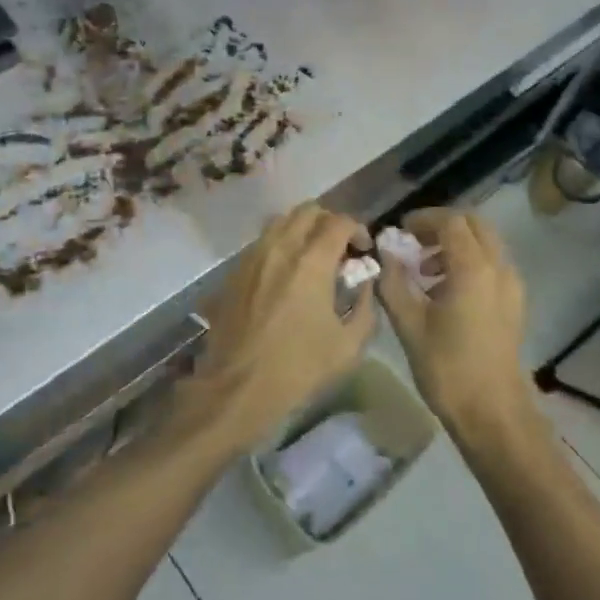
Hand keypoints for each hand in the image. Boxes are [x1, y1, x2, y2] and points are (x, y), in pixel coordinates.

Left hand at [173, 204, 375, 456]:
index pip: (339, 222)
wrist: (237, 388)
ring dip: (302, 230)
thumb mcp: (349, 345)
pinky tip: (285, 275)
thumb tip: (365, 283)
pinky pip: (261, 242)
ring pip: (281, 222)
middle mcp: (280, 248)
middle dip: (329, 222)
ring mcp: (252, 256)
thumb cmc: (298, 368)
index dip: (357, 229)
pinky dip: (280, 246)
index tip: (363, 251)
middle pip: (308, 211)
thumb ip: (365, 306)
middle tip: (340, 249)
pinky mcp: (234, 271)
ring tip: (313, 258)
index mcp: (311, 261)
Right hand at [376, 208, 528, 437]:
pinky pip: (492, 264)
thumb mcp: (409, 324)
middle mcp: (498, 268)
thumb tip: (383, 252)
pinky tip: (445, 292)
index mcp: (473, 268)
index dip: (423, 220)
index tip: (399, 232)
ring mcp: (512, 285)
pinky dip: (469, 262)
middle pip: (474, 224)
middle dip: (442, 226)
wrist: (493, 414)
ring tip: (425, 271)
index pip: (450, 221)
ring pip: (486, 243)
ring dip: (456, 244)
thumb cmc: (448, 368)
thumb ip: (393, 281)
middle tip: (413, 243)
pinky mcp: (514, 303)